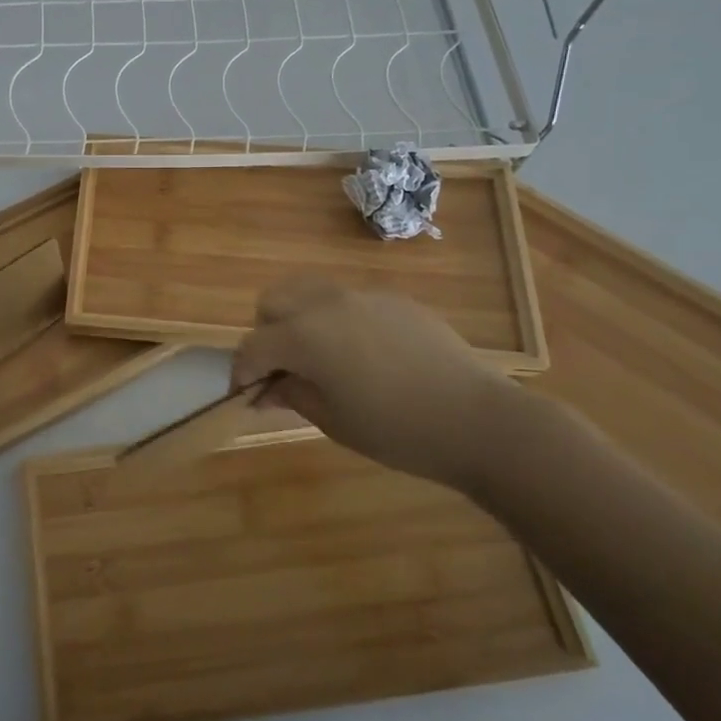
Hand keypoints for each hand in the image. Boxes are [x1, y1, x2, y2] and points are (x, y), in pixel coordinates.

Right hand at [231, 279, 527, 493]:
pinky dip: (337, 320)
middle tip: (283, 370)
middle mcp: (325, 304)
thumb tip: (267, 388)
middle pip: (273, 302)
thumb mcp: (333, 420)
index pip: (252, 346)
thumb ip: (291, 394)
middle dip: (266, 334)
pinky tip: (364, 356)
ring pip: (308, 291)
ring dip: (298, 318)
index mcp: (304, 335)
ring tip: (318, 356)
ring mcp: (362, 296)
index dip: (242, 372)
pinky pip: (348, 300)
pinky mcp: (393, 299)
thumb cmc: (397, 430)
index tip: (245, 395)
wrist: (479, 420)